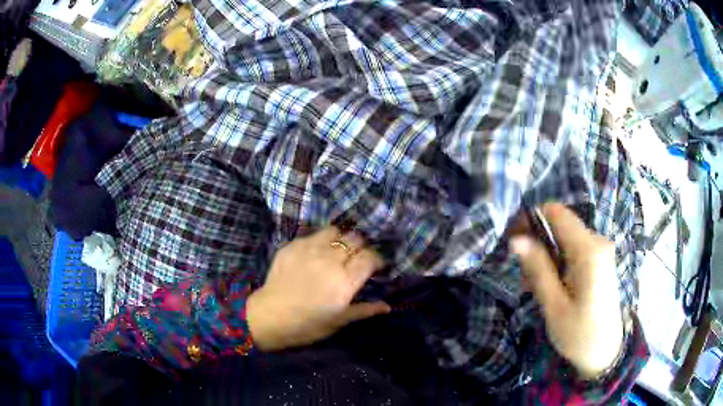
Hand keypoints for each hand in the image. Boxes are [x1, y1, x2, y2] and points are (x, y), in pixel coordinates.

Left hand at [247, 227, 390, 350]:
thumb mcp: (339, 321)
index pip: (370, 257)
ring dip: (340, 239)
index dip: (377, 259)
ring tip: (337, 250)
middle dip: (361, 247)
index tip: (376, 266)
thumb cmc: (307, 325)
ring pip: (335, 230)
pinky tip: (315, 254)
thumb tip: (387, 307)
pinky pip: (313, 234)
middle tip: (356, 258)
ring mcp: (309, 249)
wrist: (269, 317)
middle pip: (355, 239)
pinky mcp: (293, 245)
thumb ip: (364, 310)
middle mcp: (330, 260)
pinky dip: (320, 241)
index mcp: (345, 281)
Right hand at [511, 203, 623, 377]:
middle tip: (524, 277)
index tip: (514, 241)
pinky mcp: (601, 259)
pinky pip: (574, 249)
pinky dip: (558, 261)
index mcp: (589, 250)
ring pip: (565, 238)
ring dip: (546, 256)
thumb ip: (538, 269)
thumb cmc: (579, 334)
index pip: (556, 212)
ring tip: (535, 287)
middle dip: (537, 244)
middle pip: (560, 225)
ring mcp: (601, 249)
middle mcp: (598, 241)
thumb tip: (517, 239)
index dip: (531, 218)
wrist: (606, 351)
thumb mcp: (554, 306)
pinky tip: (551, 285)